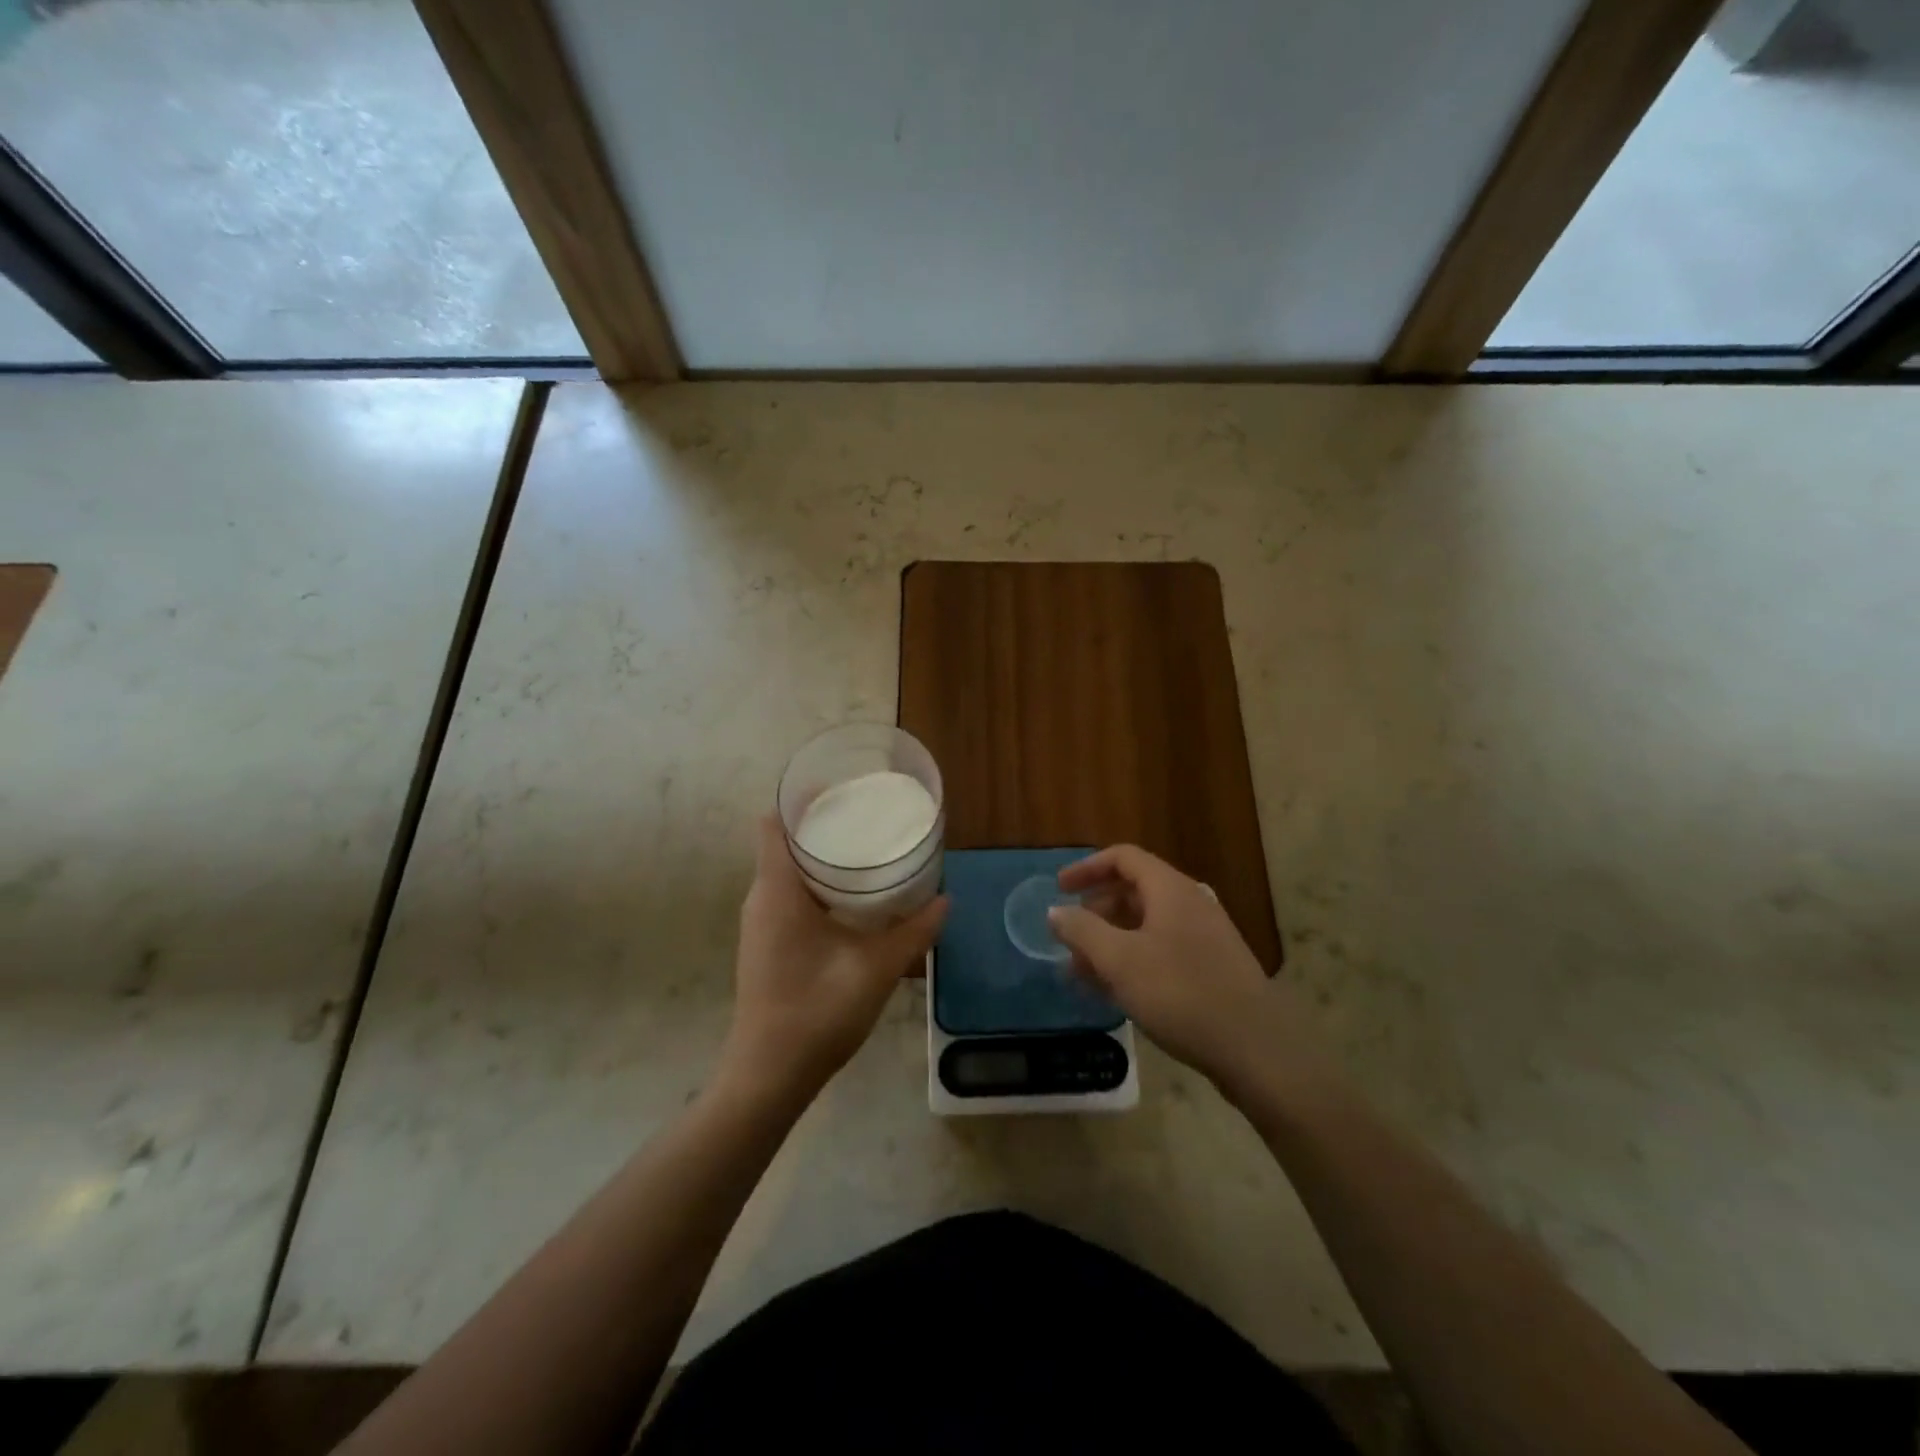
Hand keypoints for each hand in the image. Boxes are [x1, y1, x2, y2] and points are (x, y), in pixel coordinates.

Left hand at [720, 815, 947, 1106]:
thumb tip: (945, 898)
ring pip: (787, 870)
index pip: (773, 824)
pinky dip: (817, 882)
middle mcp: (762, 898)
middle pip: (783, 842)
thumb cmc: (816, 1013)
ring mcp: (761, 922)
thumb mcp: (875, 969)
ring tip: (867, 846)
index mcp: (777, 891)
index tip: (840, 787)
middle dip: (822, 823)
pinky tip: (853, 895)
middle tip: (868, 813)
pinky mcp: (768, 942)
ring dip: (821, 855)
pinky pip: (789, 894)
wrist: (769, 1076)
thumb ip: (913, 931)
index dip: (800, 800)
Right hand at [1050, 845, 1329, 1097]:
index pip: (1123, 858)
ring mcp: (1205, 937)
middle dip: (1096, 911)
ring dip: (1111, 941)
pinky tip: (1116, 991)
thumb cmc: (1181, 993)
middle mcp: (1190, 904)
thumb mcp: (1120, 960)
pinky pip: (1162, 950)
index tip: (1059, 890)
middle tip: (1069, 938)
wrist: (1256, 1048)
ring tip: (1083, 971)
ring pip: (1146, 925)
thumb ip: (1082, 931)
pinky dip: (1133, 960)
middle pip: (1134, 890)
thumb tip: (1056, 912)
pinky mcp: (1212, 968)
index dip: (1087, 868)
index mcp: (1170, 889)